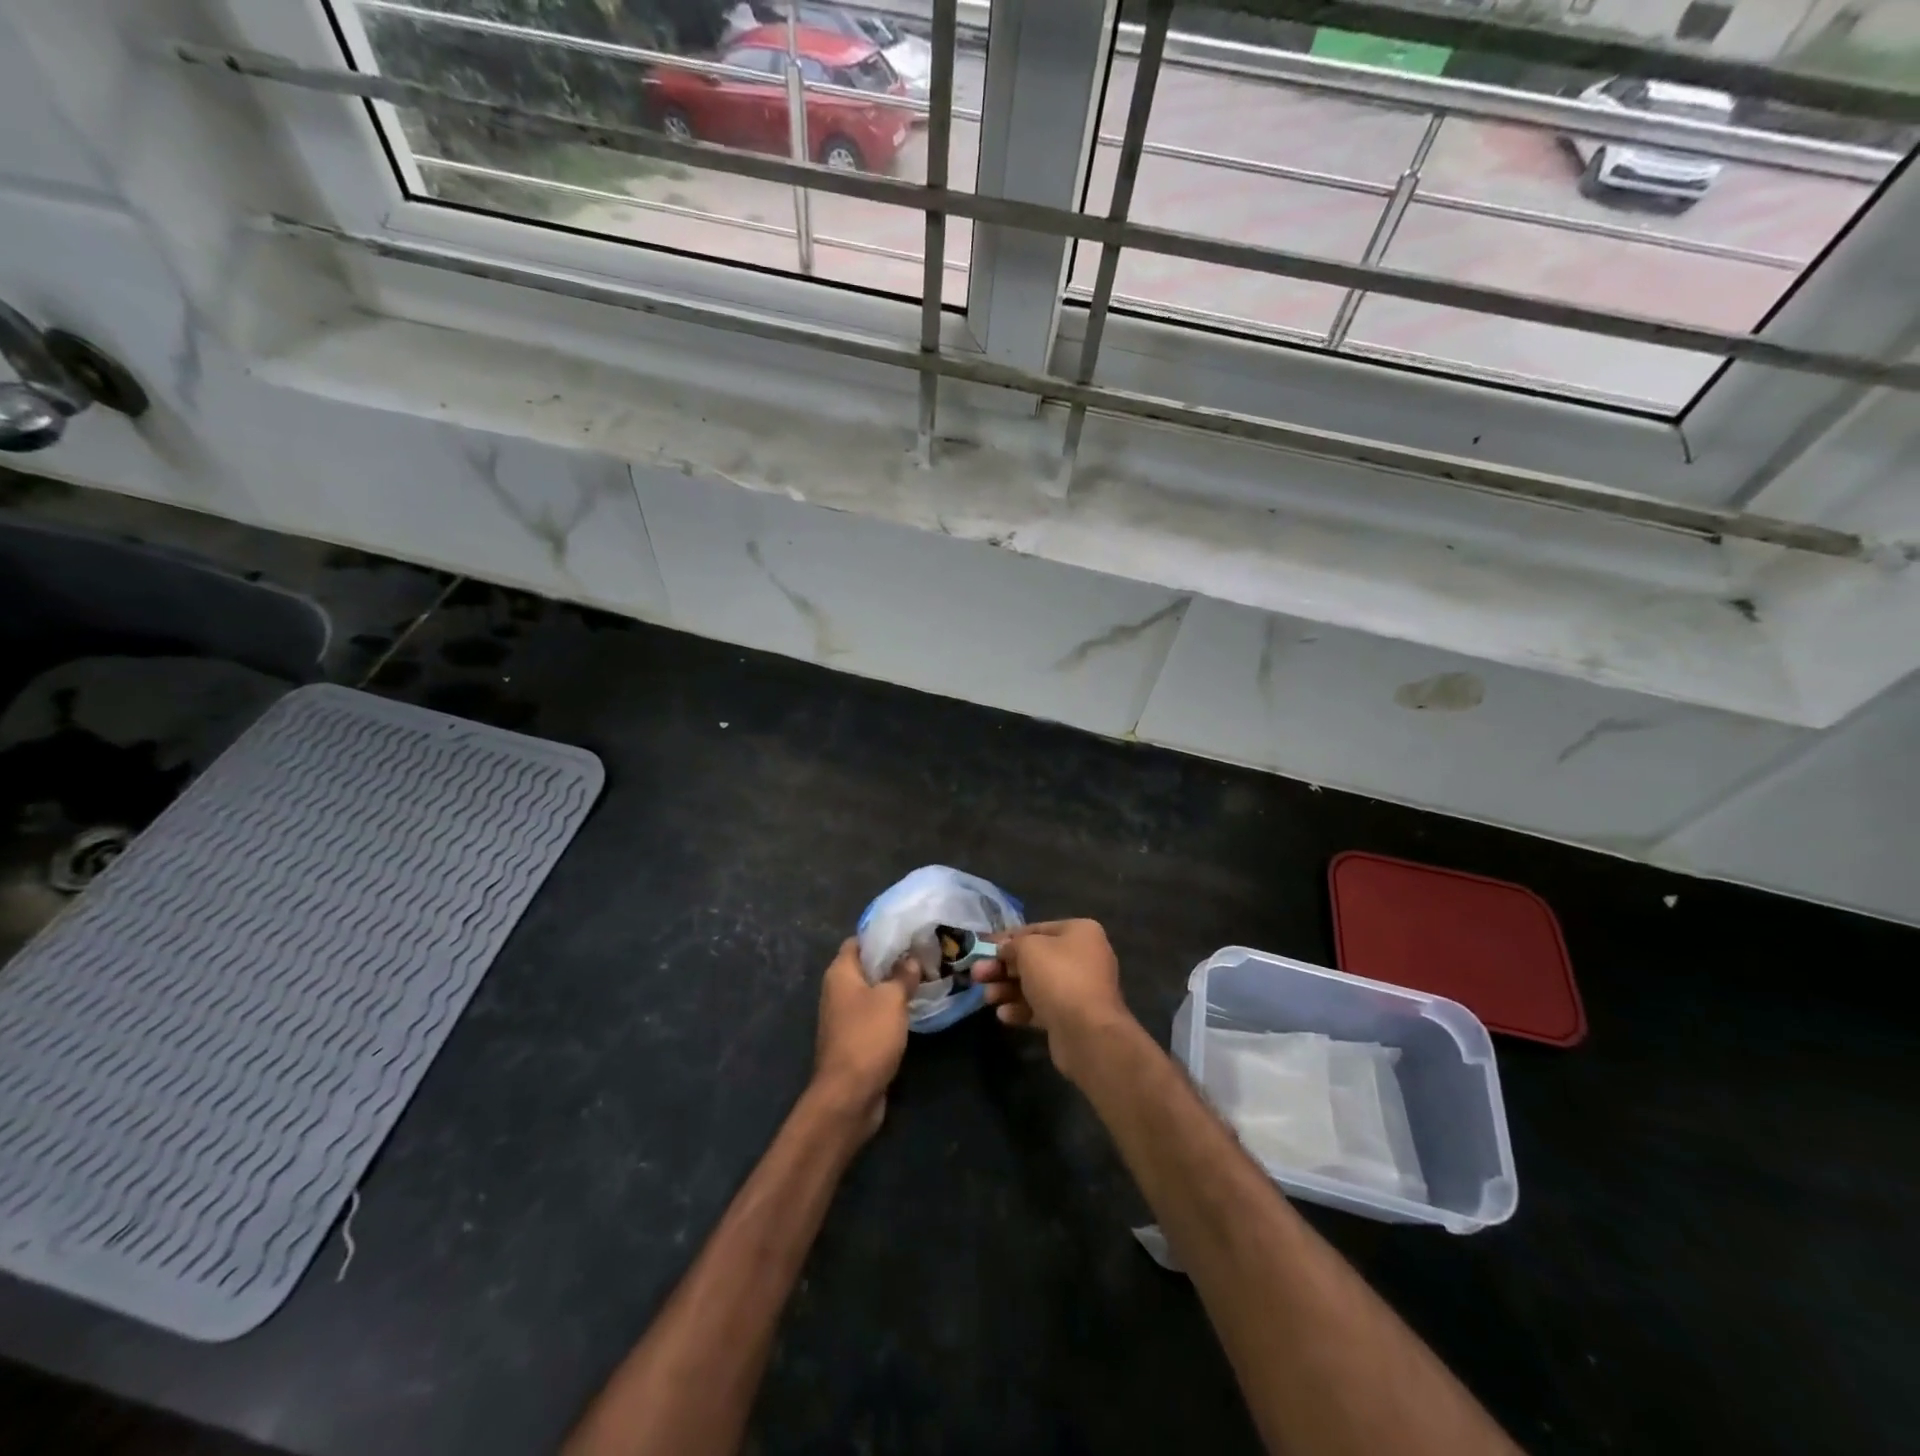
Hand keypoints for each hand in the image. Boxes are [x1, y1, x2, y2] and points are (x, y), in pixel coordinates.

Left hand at [811, 939, 917, 1137]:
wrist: (848, 1095)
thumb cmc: (867, 1037)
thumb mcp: (891, 1000)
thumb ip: (902, 975)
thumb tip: (911, 959)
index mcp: (840, 973)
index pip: (858, 941)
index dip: (881, 934)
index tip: (909, 931)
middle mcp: (838, 991)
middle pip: (866, 966)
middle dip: (893, 959)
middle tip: (924, 952)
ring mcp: (845, 1017)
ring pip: (872, 991)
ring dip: (894, 985)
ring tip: (925, 975)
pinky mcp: (855, 1039)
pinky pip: (875, 1014)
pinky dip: (892, 1008)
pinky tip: (915, 1006)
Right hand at [973, 920, 1134, 1079]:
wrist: (1087, 1033)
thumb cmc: (1058, 978)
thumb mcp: (1028, 949)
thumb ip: (1012, 945)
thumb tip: (1005, 950)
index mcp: (1080, 932)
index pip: (1036, 929)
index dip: (1006, 938)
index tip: (982, 947)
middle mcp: (1083, 957)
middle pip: (1034, 959)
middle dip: (1002, 968)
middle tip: (977, 975)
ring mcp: (1079, 988)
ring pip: (1035, 984)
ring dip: (1007, 989)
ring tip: (987, 997)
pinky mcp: (1072, 1016)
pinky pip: (1042, 1007)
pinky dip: (1021, 1008)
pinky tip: (1003, 1015)